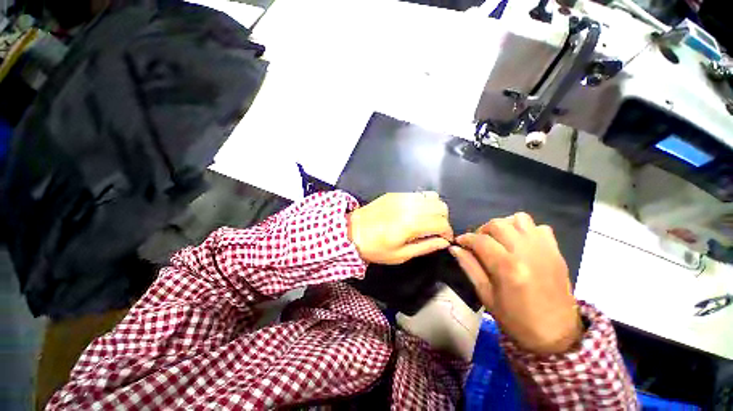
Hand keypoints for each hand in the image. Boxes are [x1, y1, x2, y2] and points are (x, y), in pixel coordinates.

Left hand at [348, 192, 452, 264]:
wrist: (352, 231)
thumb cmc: (375, 248)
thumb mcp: (401, 255)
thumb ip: (425, 247)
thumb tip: (444, 242)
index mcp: (411, 224)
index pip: (441, 223)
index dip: (447, 233)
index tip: (443, 240)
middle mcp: (409, 206)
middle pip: (441, 206)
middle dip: (443, 220)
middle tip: (435, 231)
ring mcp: (402, 196)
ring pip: (433, 196)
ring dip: (435, 209)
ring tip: (426, 221)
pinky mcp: (396, 193)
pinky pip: (419, 193)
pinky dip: (424, 202)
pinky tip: (415, 212)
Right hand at [450, 213, 581, 354]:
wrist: (557, 335)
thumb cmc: (516, 320)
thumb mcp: (486, 296)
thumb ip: (469, 267)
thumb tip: (454, 249)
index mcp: (508, 267)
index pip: (480, 240)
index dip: (465, 238)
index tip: (459, 242)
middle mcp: (527, 252)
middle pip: (497, 224)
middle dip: (482, 230)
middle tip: (478, 243)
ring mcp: (544, 249)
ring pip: (519, 219)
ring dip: (504, 226)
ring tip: (499, 240)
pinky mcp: (556, 251)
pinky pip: (539, 227)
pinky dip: (526, 230)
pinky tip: (520, 244)